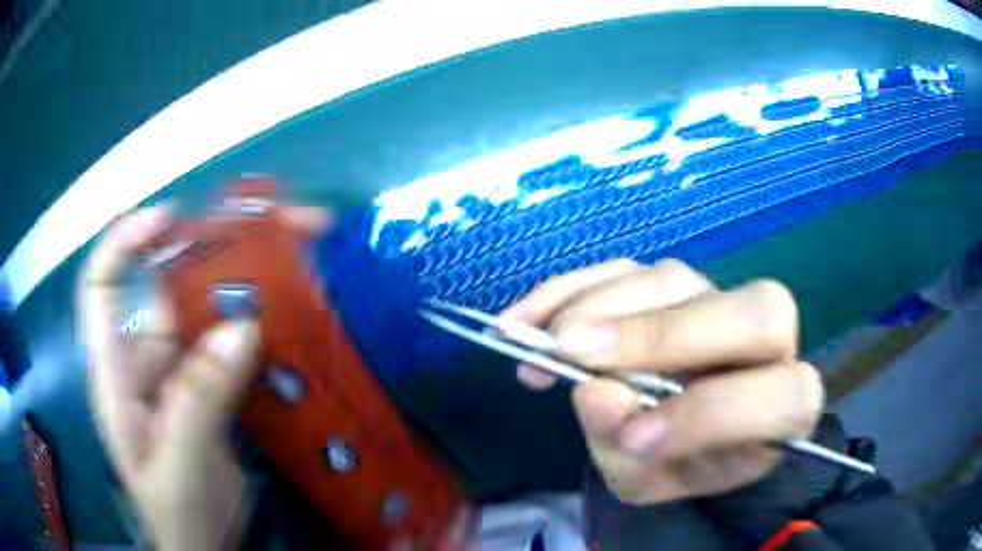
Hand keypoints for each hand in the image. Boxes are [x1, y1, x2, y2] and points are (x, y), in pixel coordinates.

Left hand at [79, 205, 329, 549]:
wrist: (207, 547)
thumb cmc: (179, 514)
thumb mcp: (181, 466)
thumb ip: (199, 402)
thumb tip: (242, 330)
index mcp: (118, 373)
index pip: (102, 286)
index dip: (126, 242)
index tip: (169, 216)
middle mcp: (146, 359)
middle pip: (170, 286)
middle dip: (217, 249)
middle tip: (278, 226)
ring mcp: (183, 372)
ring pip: (209, 311)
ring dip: (251, 282)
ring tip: (302, 255)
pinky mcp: (214, 388)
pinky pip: (236, 344)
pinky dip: (266, 324)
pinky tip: (299, 314)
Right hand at [503, 259, 823, 504]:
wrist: (685, 434)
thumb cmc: (680, 464)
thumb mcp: (654, 480)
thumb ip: (629, 453)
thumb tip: (591, 393)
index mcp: (784, 408)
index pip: (781, 397)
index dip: (711, 415)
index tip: (631, 436)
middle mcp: (770, 343)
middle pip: (754, 312)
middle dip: (660, 333)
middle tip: (571, 352)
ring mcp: (719, 299)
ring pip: (673, 279)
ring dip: (598, 307)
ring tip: (539, 346)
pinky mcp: (672, 283)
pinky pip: (626, 268)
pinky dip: (571, 290)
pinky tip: (526, 319)